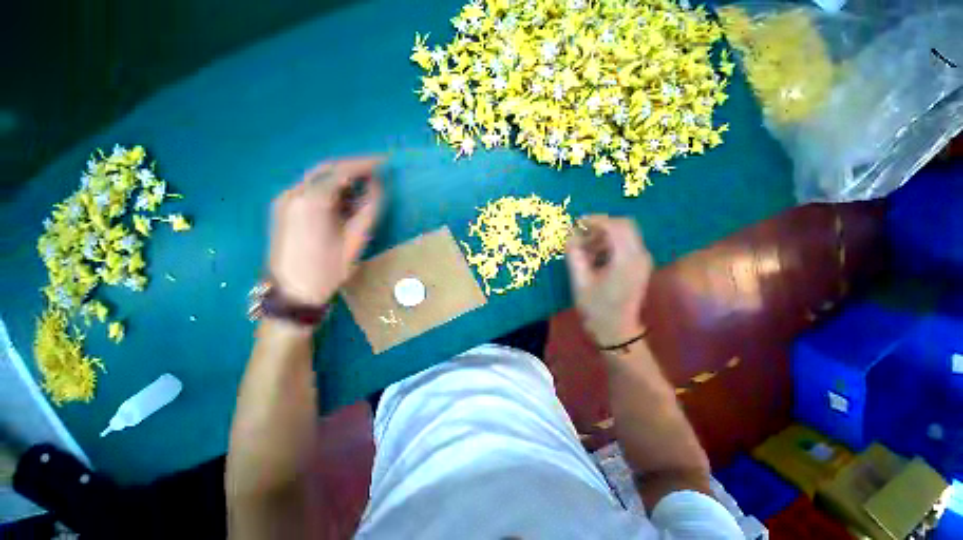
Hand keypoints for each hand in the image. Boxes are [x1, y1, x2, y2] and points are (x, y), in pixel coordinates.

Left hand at [269, 157, 382, 305]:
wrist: (292, 292)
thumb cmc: (328, 269)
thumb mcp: (355, 240)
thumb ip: (368, 209)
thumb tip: (378, 186)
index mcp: (312, 201)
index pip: (341, 171)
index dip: (365, 164)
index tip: (384, 162)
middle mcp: (294, 193)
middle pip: (326, 169)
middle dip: (353, 167)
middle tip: (376, 171)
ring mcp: (285, 199)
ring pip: (317, 178)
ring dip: (341, 178)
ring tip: (364, 185)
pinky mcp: (283, 208)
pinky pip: (309, 189)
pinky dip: (329, 188)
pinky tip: (344, 198)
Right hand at [565, 215, 652, 347]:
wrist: (617, 331)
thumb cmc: (596, 308)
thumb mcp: (580, 281)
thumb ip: (574, 255)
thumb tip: (569, 235)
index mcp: (626, 259)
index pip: (616, 226)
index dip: (596, 220)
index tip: (577, 222)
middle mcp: (640, 255)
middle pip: (624, 225)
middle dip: (601, 225)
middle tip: (581, 234)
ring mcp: (642, 260)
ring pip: (625, 234)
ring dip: (604, 235)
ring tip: (584, 247)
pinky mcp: (640, 266)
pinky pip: (626, 245)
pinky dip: (609, 244)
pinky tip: (594, 255)